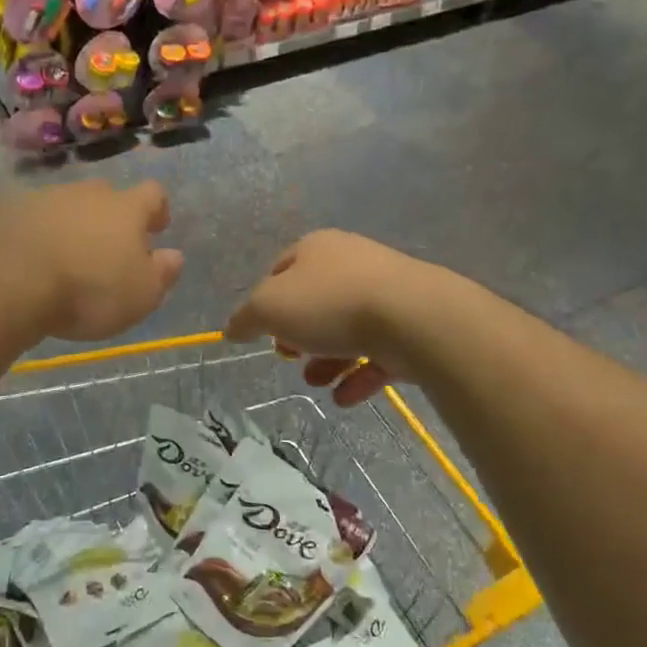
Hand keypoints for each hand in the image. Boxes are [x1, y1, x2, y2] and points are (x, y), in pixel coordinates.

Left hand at [0, 181, 183, 341]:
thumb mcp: (140, 296)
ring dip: (67, 224)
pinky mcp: (1, 210)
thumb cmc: (88, 291)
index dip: (157, 209)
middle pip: (104, 195)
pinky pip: (24, 218)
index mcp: (124, 209)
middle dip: (108, 216)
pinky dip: (30, 233)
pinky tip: (23, 259)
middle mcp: (84, 194)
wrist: (7, 281)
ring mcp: (40, 198)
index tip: (156, 227)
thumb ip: (161, 273)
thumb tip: (173, 256)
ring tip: (60, 257)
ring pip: (62, 205)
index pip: (152, 194)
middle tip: (105, 247)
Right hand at [226, 230, 428, 404]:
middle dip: (298, 336)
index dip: (265, 303)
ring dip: (326, 360)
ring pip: (346, 329)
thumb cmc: (330, 303)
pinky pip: (378, 351)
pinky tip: (345, 398)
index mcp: (316, 248)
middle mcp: (351, 263)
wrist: (414, 317)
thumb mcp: (269, 308)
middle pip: (314, 302)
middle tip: (289, 358)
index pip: (280, 270)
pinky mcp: (411, 324)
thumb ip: (245, 318)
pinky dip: (358, 374)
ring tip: (317, 383)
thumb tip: (232, 329)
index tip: (262, 333)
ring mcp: (386, 293)